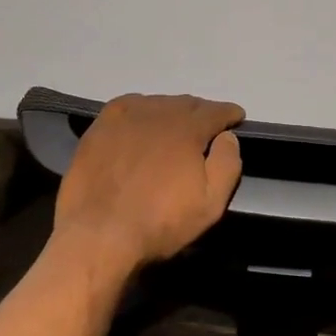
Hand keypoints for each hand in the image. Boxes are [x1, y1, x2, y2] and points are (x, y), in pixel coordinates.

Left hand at [53, 94, 244, 273]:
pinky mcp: (101, 126)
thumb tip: (228, 136)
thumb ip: (227, 164)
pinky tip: (141, 119)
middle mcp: (158, 113)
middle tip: (208, 125)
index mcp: (187, 129)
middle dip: (202, 112)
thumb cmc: (160, 222)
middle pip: (186, 104)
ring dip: (172, 110)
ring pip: (158, 103)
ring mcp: (126, 117)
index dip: (229, 113)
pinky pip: (128, 106)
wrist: (99, 233)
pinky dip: (142, 108)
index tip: (236, 117)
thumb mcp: (210, 203)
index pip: (215, 111)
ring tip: (176, 124)